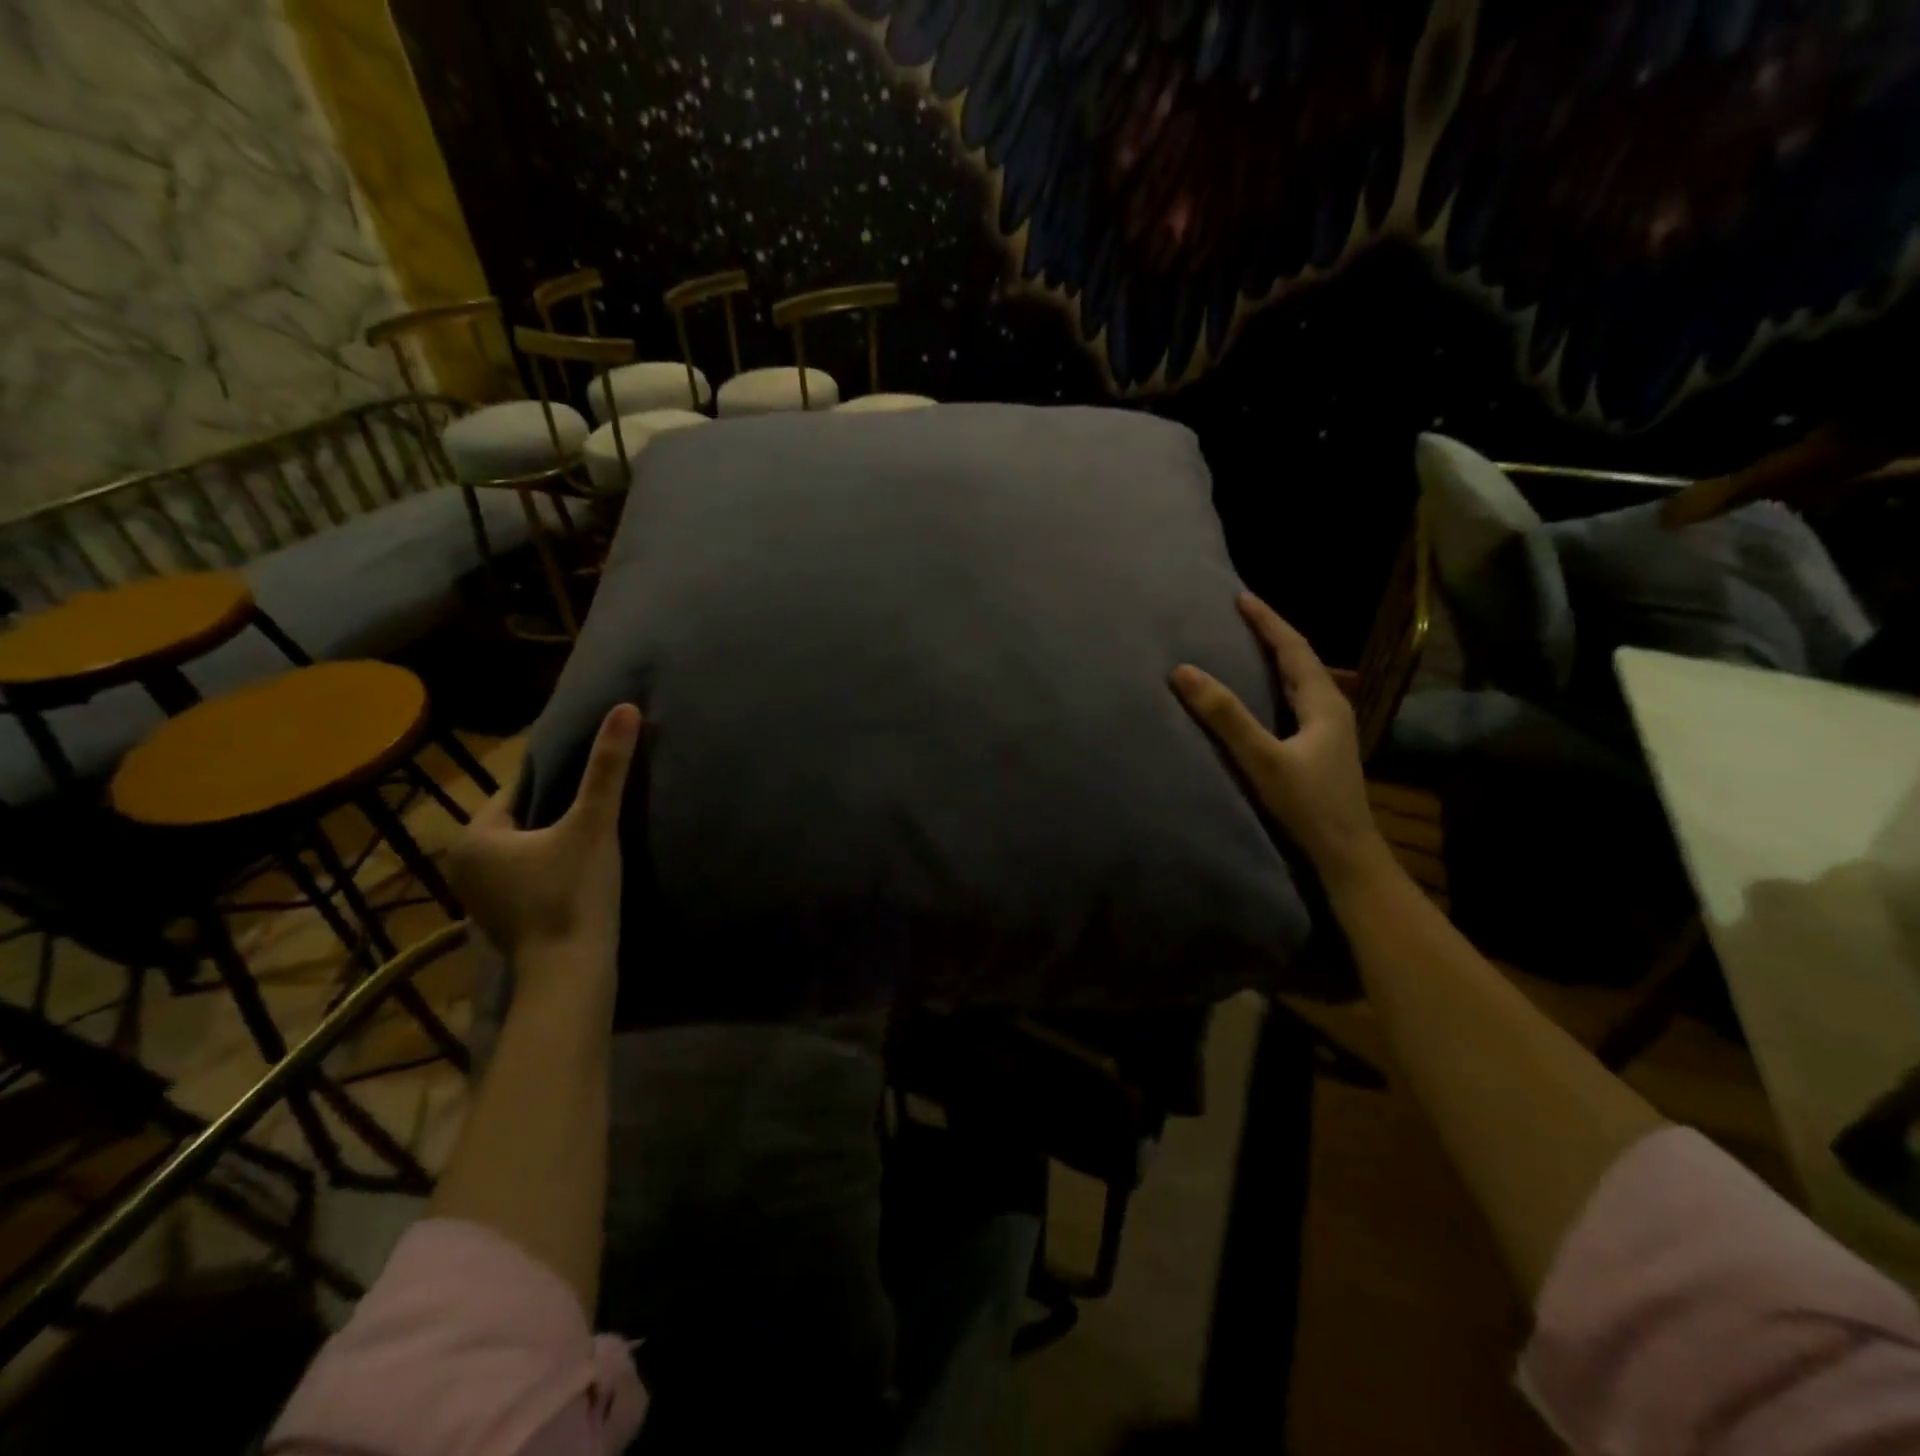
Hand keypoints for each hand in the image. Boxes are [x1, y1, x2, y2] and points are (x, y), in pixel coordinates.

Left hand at [446, 705, 640, 974]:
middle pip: (521, 818)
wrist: (570, 973)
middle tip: (599, 802)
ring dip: (553, 839)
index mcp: (475, 835)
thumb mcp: (594, 824)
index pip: (518, 787)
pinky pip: (526, 875)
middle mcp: (464, 863)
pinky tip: (581, 869)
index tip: (593, 773)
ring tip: (596, 832)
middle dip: (555, 808)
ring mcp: (479, 896)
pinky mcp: (501, 919)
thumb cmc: (573, 893)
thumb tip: (625, 708)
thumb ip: (608, 768)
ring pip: (524, 848)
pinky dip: (549, 867)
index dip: (559, 777)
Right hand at [1171, 594, 1388, 886]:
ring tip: (1244, 647)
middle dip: (1271, 635)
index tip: (1240, 597)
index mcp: (1323, 703)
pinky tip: (1259, 697)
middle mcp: (1330, 710)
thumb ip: (1225, 716)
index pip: (1293, 647)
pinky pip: (1294, 703)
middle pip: (1300, 660)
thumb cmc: (1308, 807)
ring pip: (1299, 682)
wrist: (1346, 857)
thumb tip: (1184, 671)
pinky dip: (1274, 686)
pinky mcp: (1319, 751)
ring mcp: (1328, 733)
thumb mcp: (1263, 759)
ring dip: (1274, 660)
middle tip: (1239, 617)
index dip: (1267, 621)